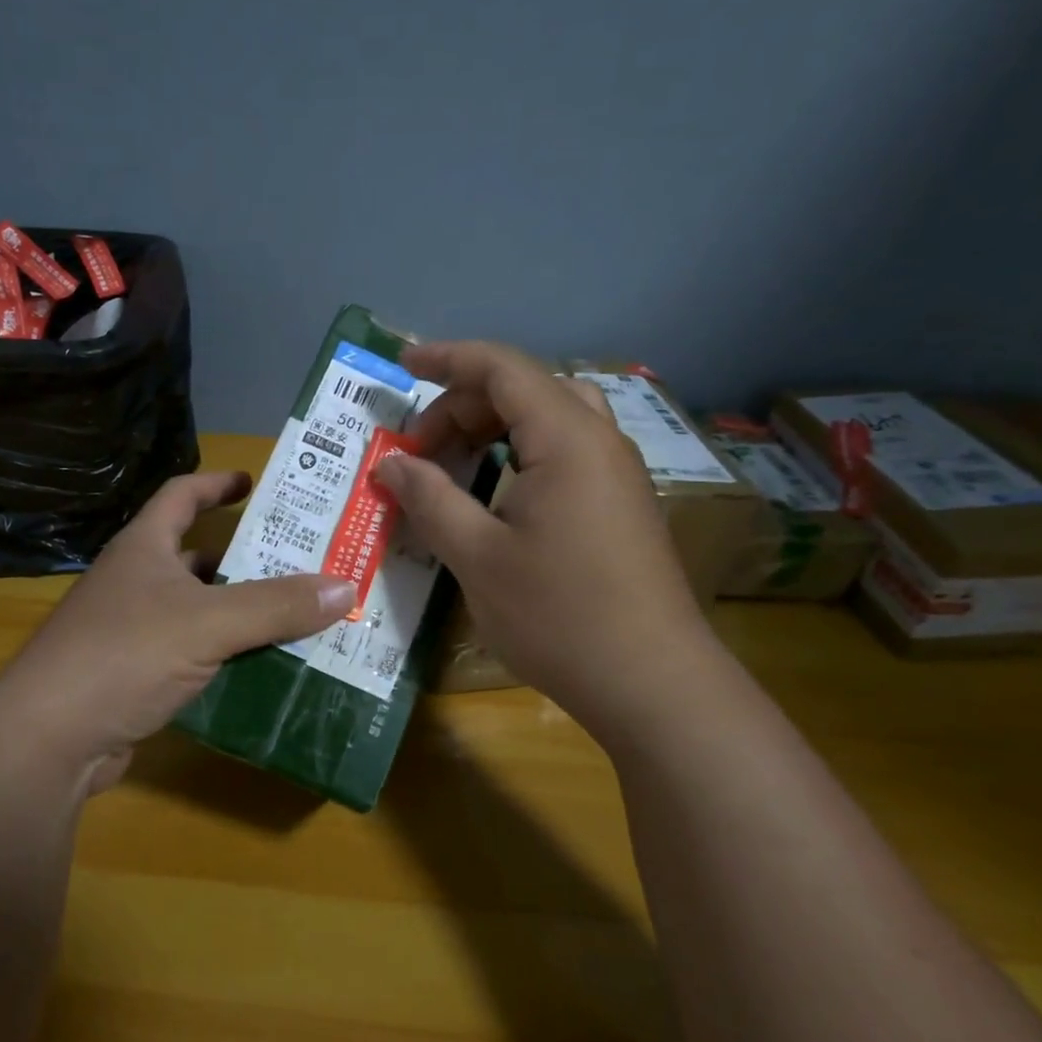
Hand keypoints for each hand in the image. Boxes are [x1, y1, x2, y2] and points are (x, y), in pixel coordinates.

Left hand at [0, 471, 355, 792]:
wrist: (49, 740)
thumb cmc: (124, 655)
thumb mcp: (208, 623)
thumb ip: (276, 605)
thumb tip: (345, 586)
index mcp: (144, 549)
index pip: (181, 495)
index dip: (216, 483)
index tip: (255, 482)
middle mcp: (135, 581)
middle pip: (196, 555)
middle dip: (245, 557)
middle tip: (300, 560)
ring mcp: (131, 630)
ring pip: (198, 608)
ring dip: (240, 610)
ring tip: (295, 613)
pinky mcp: (135, 675)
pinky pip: (193, 652)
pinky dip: (225, 654)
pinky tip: (262, 665)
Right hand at [374, 342, 709, 716]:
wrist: (651, 682)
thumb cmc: (558, 614)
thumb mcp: (477, 556)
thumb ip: (429, 499)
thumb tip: (390, 464)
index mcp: (567, 438)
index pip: (502, 368)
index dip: (448, 358)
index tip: (402, 364)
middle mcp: (599, 441)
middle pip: (525, 389)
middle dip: (464, 404)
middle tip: (418, 450)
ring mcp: (617, 473)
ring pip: (549, 419)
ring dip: (494, 427)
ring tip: (453, 464)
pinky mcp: (621, 504)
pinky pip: (565, 452)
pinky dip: (520, 454)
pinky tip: (495, 495)